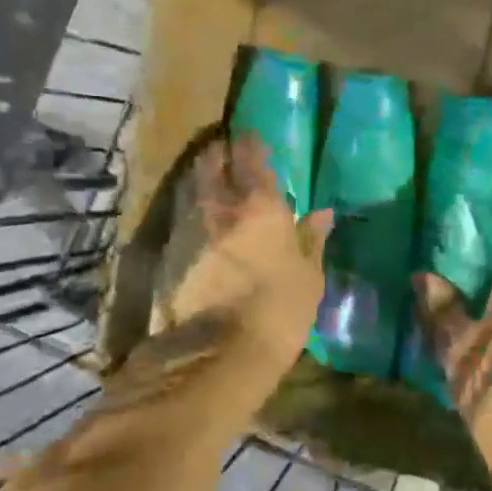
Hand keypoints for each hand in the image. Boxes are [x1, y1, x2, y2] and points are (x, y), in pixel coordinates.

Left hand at [156, 135, 333, 374]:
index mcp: (261, 208)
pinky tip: (196, 222)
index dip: (250, 145)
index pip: (251, 161)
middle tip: (222, 150)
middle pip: (211, 166)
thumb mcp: (308, 278)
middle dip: (217, 154)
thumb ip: (311, 240)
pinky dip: (189, 214)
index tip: (249, 136)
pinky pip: (180, 221)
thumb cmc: (278, 312)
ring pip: (191, 190)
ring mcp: (189, 230)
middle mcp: (220, 209)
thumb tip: (323, 214)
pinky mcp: (168, 255)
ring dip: (199, 180)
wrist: (217, 354)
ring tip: (207, 179)